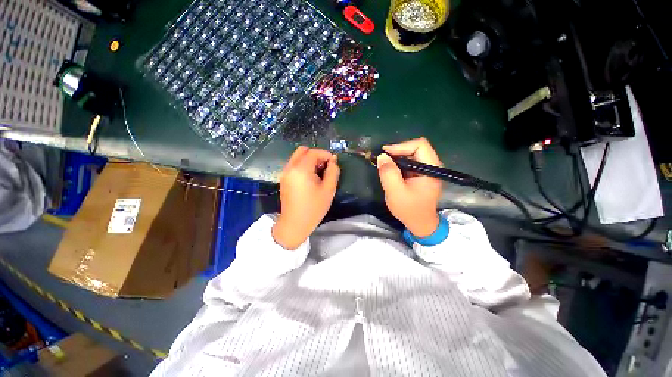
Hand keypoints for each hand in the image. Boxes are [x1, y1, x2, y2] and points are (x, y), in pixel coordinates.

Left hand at [272, 146, 339, 249]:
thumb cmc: (313, 208)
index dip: (325, 154)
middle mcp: (290, 167)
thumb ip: (333, 172)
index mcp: (301, 169)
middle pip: (302, 150)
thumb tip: (333, 160)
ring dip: (309, 160)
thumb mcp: (328, 189)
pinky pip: (294, 165)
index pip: (313, 152)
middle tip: (325, 166)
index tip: (334, 162)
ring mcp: (285, 173)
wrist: (295, 224)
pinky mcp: (284, 179)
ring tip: (319, 173)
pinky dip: (303, 165)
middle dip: (316, 155)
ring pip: (297, 157)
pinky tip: (311, 178)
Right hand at [377, 138, 442, 236]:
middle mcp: (432, 166)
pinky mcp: (422, 175)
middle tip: (383, 159)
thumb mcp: (395, 192)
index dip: (401, 146)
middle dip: (398, 151)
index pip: (420, 145)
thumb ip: (388, 173)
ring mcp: (427, 170)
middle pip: (416, 148)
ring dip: (397, 158)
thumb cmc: (409, 209)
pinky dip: (399, 164)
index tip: (385, 153)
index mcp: (431, 169)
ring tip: (385, 165)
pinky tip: (391, 170)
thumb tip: (382, 156)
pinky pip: (410, 163)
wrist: (420, 224)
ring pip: (412, 155)